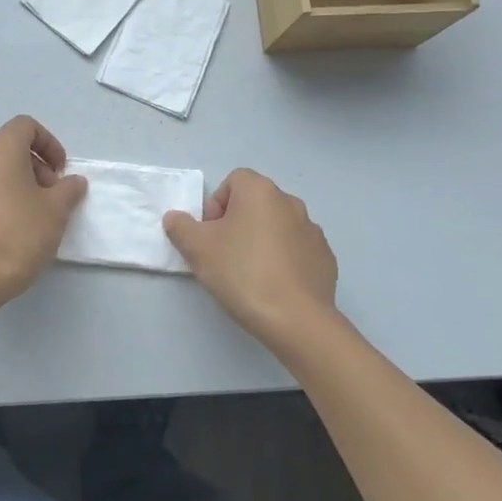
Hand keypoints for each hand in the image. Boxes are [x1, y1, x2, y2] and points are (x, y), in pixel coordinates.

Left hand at [0, 116, 87, 302]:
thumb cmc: (20, 233)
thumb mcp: (56, 210)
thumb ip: (68, 189)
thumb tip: (73, 182)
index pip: (26, 126)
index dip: (49, 144)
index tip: (61, 171)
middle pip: (9, 146)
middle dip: (35, 164)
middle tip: (51, 194)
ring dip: (16, 181)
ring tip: (32, 213)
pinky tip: (10, 226)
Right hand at [164, 169, 339, 349]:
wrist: (296, 319)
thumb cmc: (242, 273)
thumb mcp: (197, 249)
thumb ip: (180, 227)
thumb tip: (176, 218)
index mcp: (260, 191)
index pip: (233, 181)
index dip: (216, 205)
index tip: (211, 235)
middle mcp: (290, 202)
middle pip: (255, 203)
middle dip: (237, 223)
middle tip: (225, 256)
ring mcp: (312, 230)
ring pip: (277, 227)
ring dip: (261, 241)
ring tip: (250, 274)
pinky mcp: (325, 257)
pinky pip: (296, 250)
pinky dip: (284, 260)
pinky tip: (275, 286)